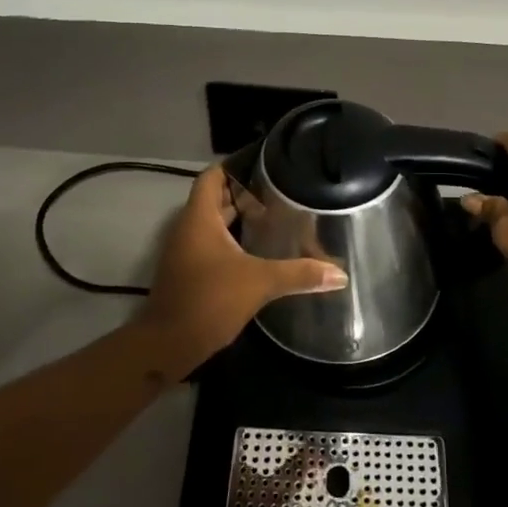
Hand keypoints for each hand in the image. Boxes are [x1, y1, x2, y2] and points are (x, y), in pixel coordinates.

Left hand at [137, 164, 346, 379]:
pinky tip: (260, 249)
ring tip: (277, 213)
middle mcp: (189, 228)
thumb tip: (339, 274)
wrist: (168, 345)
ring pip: (215, 222)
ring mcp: (186, 250)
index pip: (213, 175)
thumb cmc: (208, 301)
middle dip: (245, 191)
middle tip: (282, 188)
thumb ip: (299, 273)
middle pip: (216, 197)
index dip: (235, 164)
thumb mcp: (258, 283)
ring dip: (240, 216)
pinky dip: (234, 239)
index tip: (266, 161)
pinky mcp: (190, 271)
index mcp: (199, 218)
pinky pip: (213, 243)